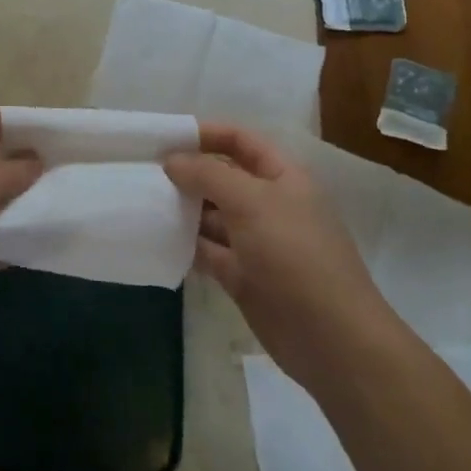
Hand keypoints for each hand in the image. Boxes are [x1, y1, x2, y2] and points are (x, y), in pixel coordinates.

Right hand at [165, 122, 383, 379]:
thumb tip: (172, 160)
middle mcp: (269, 204)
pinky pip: (208, 250)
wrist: (329, 336)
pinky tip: (156, 238)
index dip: (206, 134)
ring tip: (141, 201)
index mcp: (283, 177)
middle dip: (187, 173)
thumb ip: (208, 175)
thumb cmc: (294, 254)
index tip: (164, 137)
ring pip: (212, 216)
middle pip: (222, 178)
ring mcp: (255, 242)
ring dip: (182, 209)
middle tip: (142, 171)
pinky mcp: (242, 275)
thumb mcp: (251, 201)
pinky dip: (185, 244)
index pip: (241, 141)